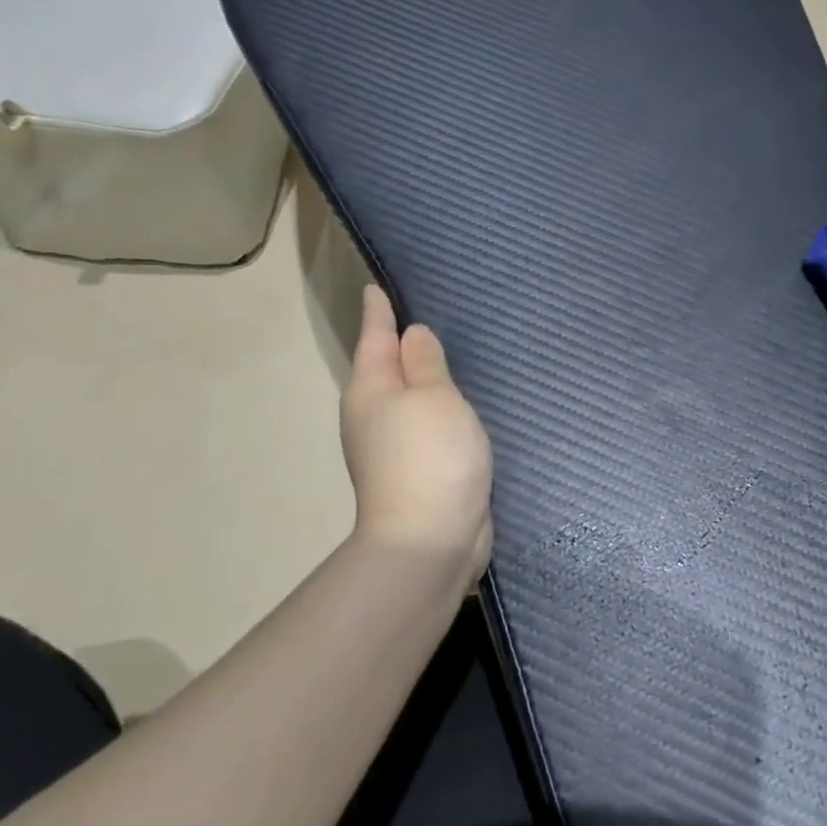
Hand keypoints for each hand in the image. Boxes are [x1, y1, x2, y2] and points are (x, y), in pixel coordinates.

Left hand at [340, 286, 492, 581]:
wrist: (431, 539)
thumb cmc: (431, 455)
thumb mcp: (434, 396)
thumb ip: (425, 363)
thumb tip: (412, 336)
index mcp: (371, 390)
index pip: (375, 337)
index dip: (379, 311)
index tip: (375, 287)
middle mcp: (373, 415)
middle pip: (385, 368)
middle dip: (399, 344)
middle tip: (422, 315)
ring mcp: (391, 447)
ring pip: (407, 399)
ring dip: (421, 379)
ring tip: (444, 356)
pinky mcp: (416, 471)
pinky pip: (425, 425)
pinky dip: (437, 410)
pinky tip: (455, 406)